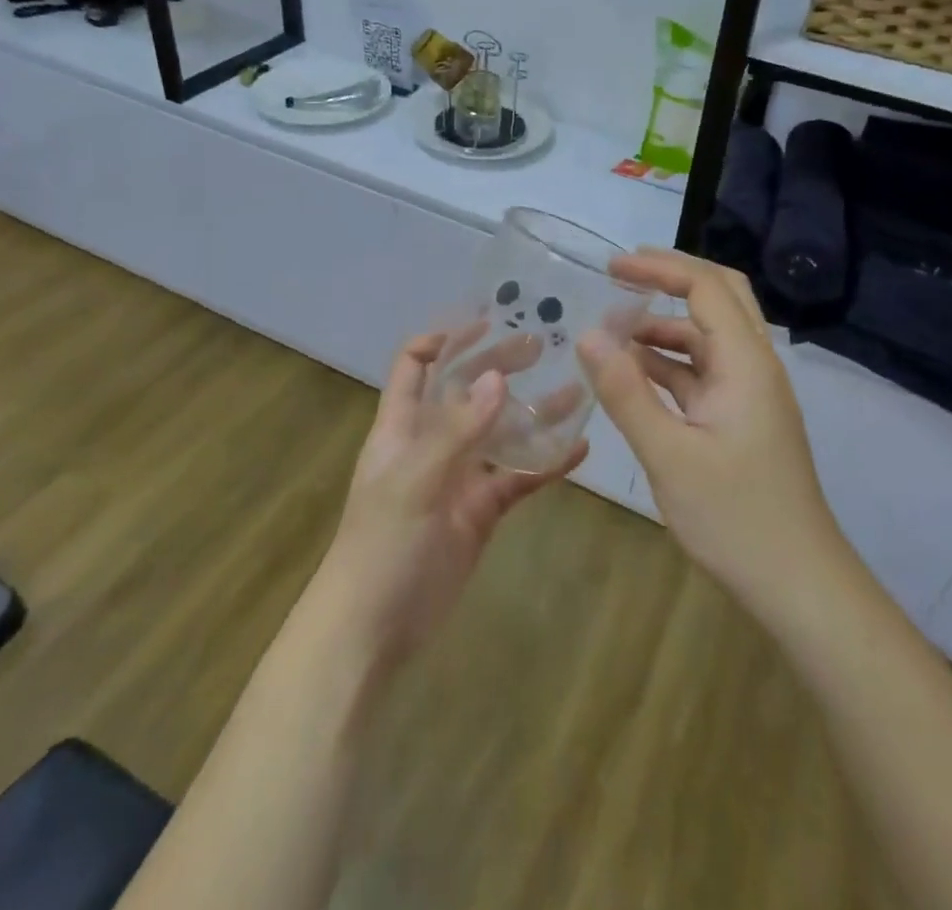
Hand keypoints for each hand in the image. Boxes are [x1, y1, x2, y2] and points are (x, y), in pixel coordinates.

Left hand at [317, 331, 586, 669]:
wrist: (372, 630)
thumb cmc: (381, 545)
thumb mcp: (414, 481)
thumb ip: (457, 431)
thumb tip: (498, 378)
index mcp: (402, 426)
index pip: (415, 365)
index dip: (443, 339)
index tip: (485, 322)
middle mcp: (431, 443)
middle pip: (466, 391)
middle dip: (499, 365)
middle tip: (542, 345)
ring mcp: (459, 478)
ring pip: (500, 434)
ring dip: (533, 413)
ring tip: (576, 389)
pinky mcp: (481, 512)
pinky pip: (518, 478)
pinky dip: (546, 464)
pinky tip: (579, 449)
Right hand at [577, 249, 842, 623]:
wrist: (799, 583)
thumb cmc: (736, 517)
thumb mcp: (669, 455)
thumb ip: (627, 392)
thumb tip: (587, 335)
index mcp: (745, 363)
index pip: (705, 287)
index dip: (658, 268)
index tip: (611, 267)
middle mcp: (754, 366)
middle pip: (719, 297)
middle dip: (670, 279)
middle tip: (620, 275)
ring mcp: (750, 393)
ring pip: (708, 336)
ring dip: (664, 326)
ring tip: (613, 331)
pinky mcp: (742, 418)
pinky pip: (703, 372)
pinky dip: (669, 363)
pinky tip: (633, 375)